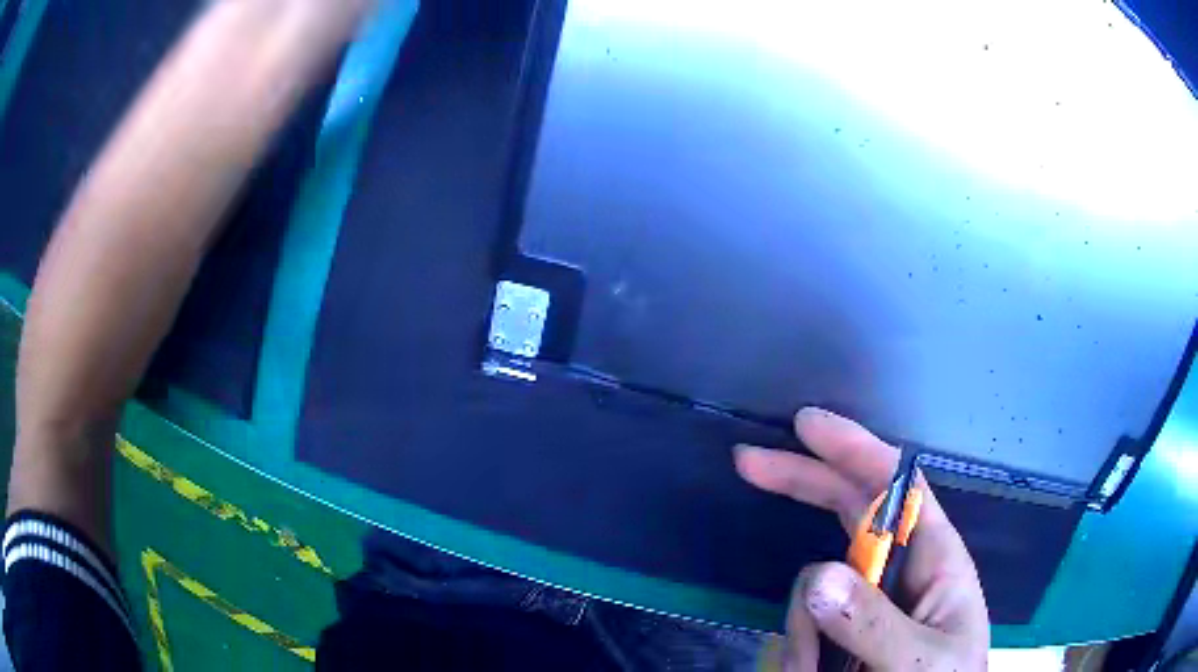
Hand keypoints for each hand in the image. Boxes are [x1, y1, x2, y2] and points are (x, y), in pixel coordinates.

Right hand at [734, 408, 989, 671]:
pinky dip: (798, 651)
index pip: (901, 490)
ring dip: (803, 630)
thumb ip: (876, 625)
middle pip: (850, 509)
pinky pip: (803, 623)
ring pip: (815, 584)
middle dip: (804, 482)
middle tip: (748, 462)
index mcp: (936, 561)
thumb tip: (816, 576)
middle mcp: (899, 571)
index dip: (857, 450)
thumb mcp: (920, 663)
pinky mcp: (840, 631)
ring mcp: (865, 603)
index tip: (806, 426)